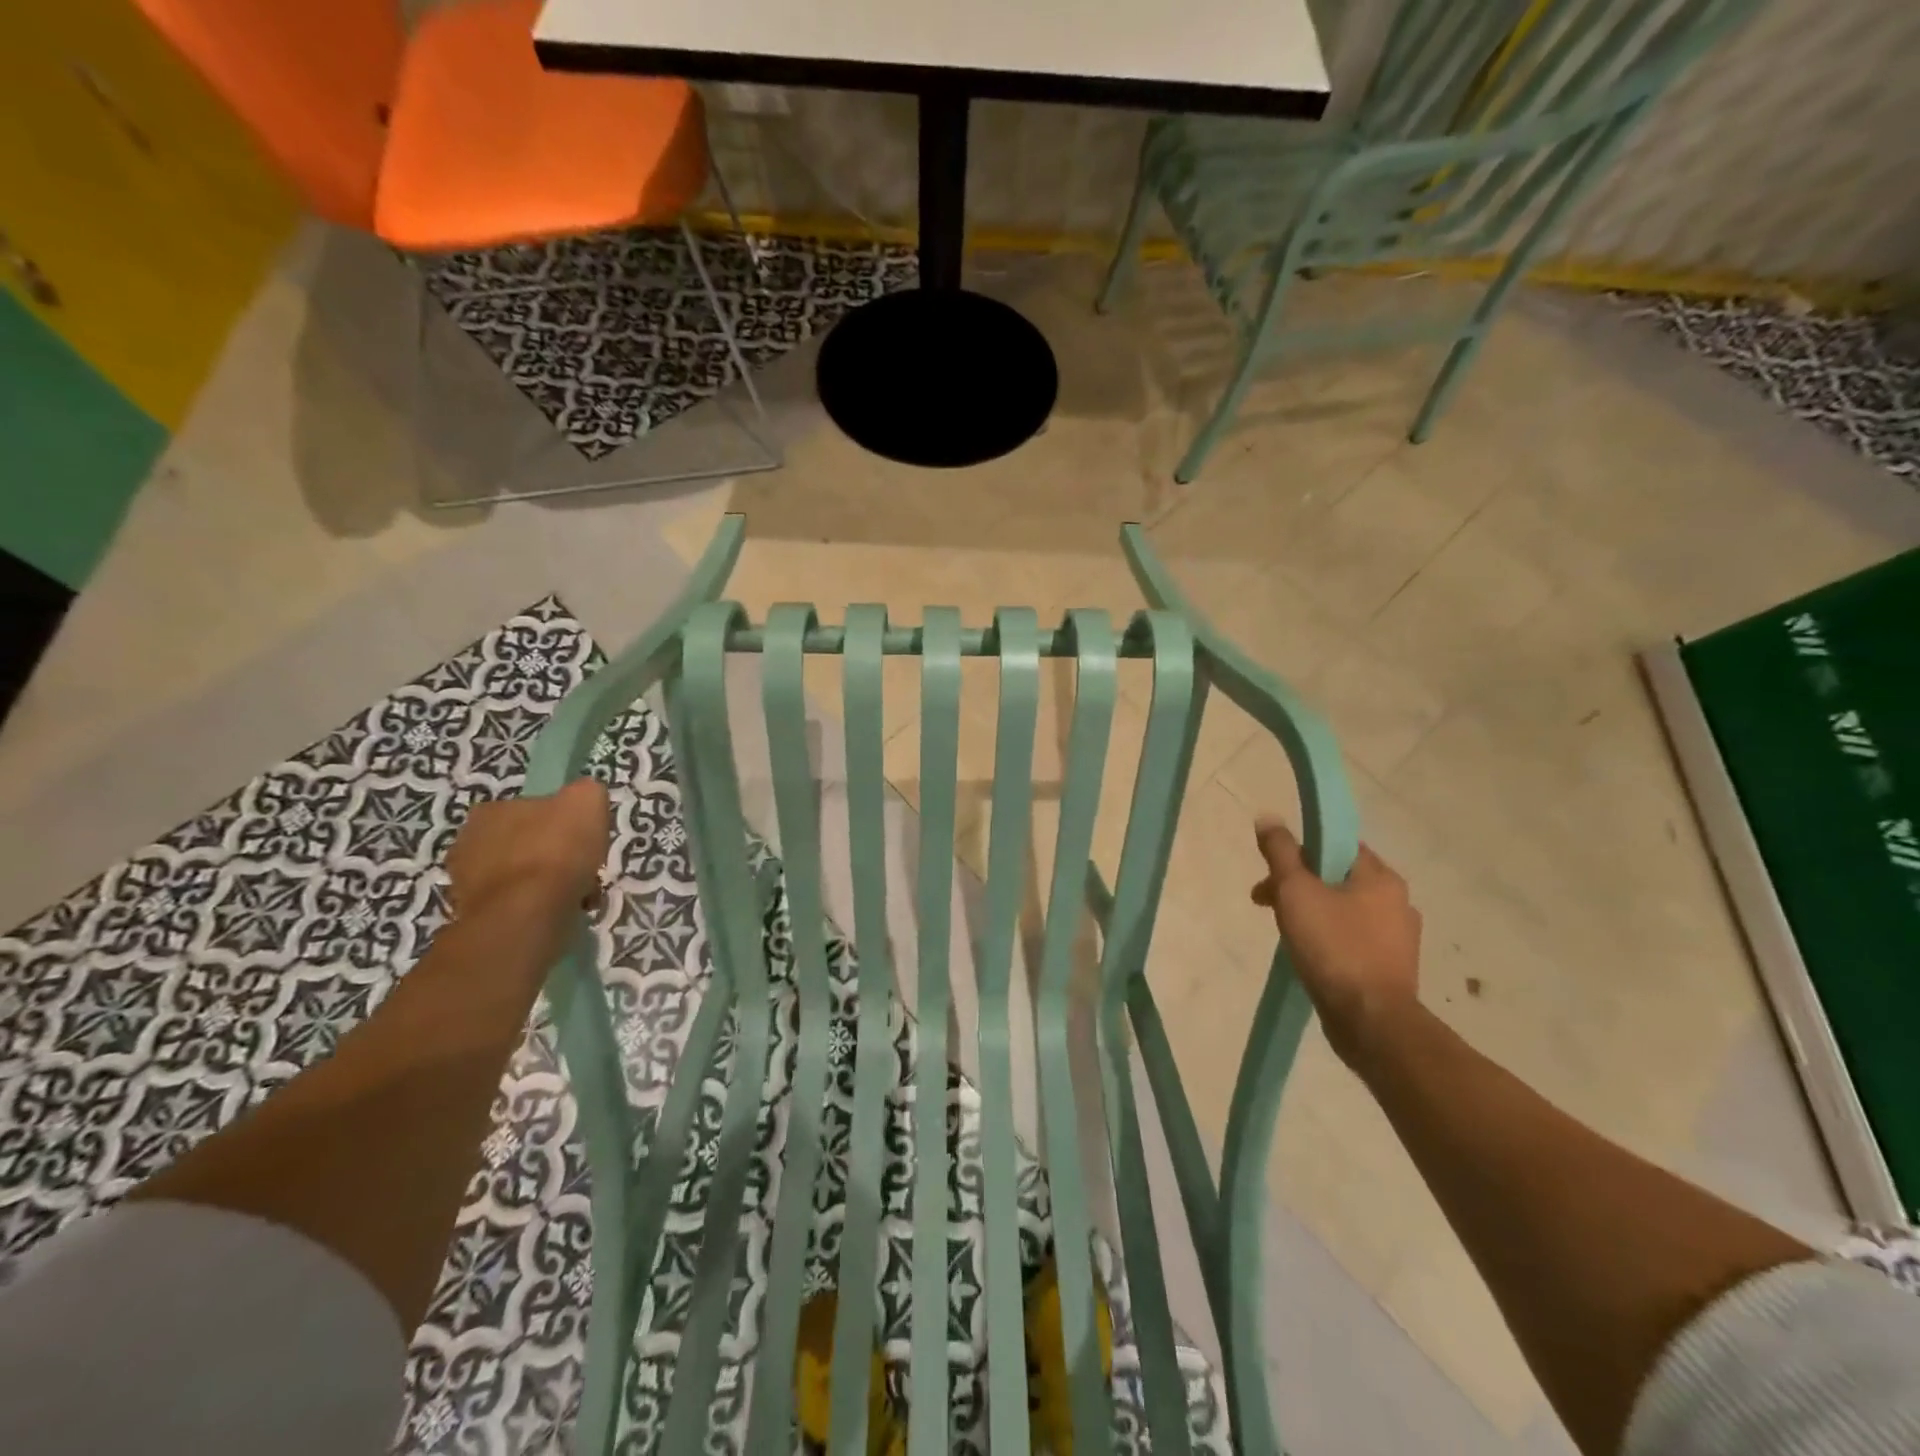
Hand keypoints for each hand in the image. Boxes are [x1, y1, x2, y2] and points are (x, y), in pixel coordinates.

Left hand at [446, 780, 610, 924]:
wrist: (528, 911)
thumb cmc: (557, 849)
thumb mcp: (587, 800)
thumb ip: (585, 792)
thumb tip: (583, 799)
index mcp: (491, 810)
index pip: (532, 810)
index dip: (562, 823)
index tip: (583, 840)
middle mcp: (468, 842)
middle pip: (525, 844)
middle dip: (552, 856)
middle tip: (581, 869)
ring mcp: (466, 882)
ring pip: (520, 877)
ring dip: (545, 883)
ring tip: (575, 895)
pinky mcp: (474, 916)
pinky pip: (516, 905)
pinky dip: (537, 908)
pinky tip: (558, 912)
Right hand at [1250, 817, 1421, 1066]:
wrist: (1371, 1022)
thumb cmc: (1333, 947)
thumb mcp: (1296, 891)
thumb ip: (1281, 852)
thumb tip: (1268, 817)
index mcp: (1381, 877)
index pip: (1339, 845)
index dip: (1302, 850)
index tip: (1274, 870)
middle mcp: (1398, 902)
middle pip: (1337, 877)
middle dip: (1298, 885)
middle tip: (1265, 903)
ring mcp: (1398, 938)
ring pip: (1344, 910)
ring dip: (1310, 913)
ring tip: (1283, 933)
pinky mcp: (1391, 967)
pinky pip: (1352, 939)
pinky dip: (1327, 939)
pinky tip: (1309, 956)